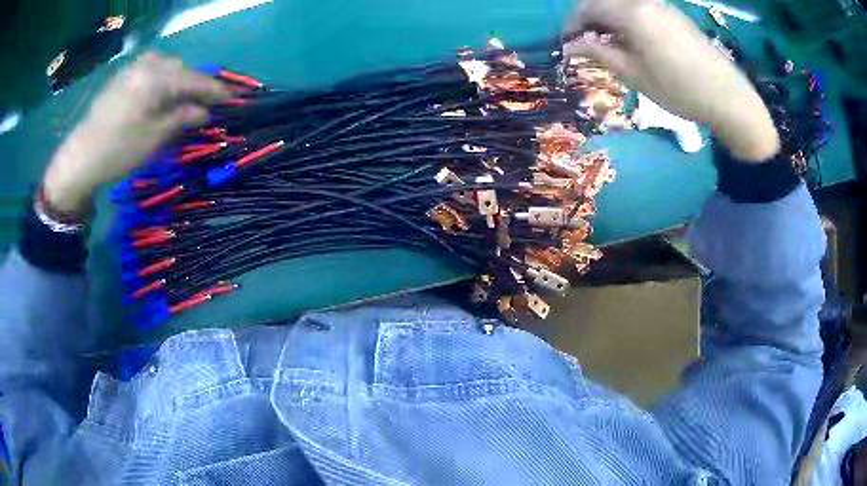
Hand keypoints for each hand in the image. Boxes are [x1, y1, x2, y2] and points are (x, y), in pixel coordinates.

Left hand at [43, 52, 230, 213]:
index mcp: (157, 78)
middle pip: (181, 69)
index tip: (233, 99)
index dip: (215, 90)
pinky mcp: (122, 78)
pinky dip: (162, 79)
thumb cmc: (117, 151)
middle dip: (197, 83)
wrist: (79, 159)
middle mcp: (147, 65)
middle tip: (209, 101)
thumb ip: (181, 119)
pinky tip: (162, 93)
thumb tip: (204, 111)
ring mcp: (132, 69)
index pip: (194, 80)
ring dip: (179, 80)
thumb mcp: (153, 139)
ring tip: (186, 97)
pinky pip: (151, 71)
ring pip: (166, 67)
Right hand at [565, 0, 779, 161]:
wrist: (726, 96)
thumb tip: (571, 45)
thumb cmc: (678, 89)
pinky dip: (629, 20)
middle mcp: (644, 1)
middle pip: (605, 1)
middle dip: (590, 19)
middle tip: (587, 43)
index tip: (568, 43)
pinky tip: (634, 41)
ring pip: (624, 4)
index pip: (589, 7)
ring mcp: (662, 6)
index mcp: (631, 12)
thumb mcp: (634, 74)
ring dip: (610, 19)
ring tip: (610, 45)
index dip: (573, 23)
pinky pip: (642, 9)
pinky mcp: (675, 16)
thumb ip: (600, 53)